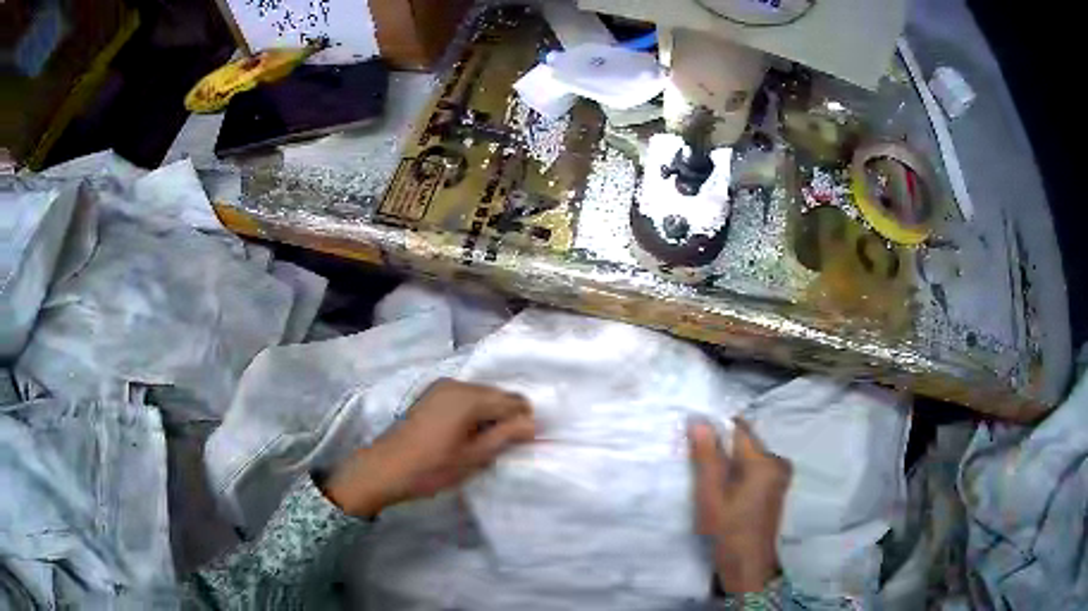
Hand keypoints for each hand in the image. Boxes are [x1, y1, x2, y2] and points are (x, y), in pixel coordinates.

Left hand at [324, 379, 535, 517]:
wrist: (384, 469)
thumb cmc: (432, 467)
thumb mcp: (474, 457)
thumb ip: (506, 436)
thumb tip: (532, 423)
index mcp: (469, 397)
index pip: (513, 400)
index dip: (523, 420)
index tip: (521, 444)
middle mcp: (456, 383)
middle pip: (496, 394)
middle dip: (505, 416)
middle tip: (503, 447)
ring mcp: (440, 387)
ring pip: (480, 396)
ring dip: (488, 415)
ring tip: (482, 444)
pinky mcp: (429, 395)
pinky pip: (463, 398)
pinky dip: (471, 413)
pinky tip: (464, 435)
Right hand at [688, 418, 791, 593]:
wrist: (747, 565)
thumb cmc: (727, 531)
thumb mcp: (710, 494)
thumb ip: (706, 456)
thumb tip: (699, 420)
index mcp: (765, 461)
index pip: (738, 428)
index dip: (714, 429)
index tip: (693, 438)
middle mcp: (778, 462)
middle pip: (743, 442)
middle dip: (720, 449)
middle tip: (696, 464)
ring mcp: (780, 475)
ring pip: (747, 456)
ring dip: (728, 462)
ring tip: (707, 480)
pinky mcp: (776, 487)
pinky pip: (753, 469)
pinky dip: (737, 474)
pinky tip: (723, 491)